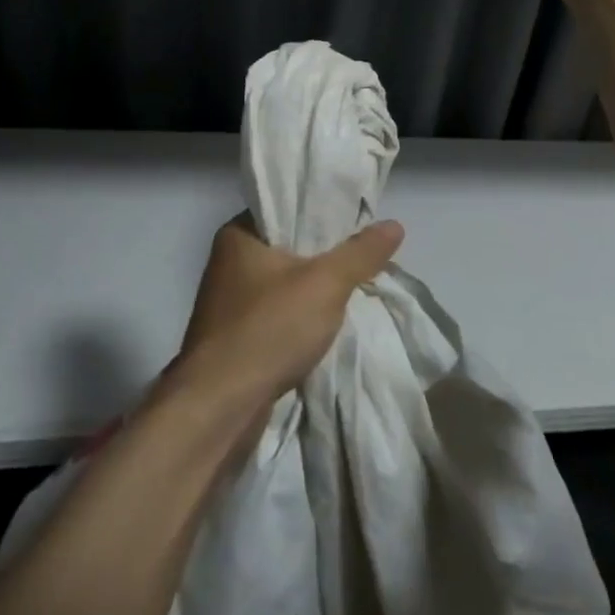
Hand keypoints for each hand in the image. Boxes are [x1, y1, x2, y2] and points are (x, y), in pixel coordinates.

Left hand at [176, 214, 404, 403]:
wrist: (220, 406)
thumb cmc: (269, 328)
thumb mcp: (325, 284)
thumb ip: (360, 253)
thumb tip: (394, 225)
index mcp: (238, 235)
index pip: (286, 208)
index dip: (323, 211)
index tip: (359, 219)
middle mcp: (228, 263)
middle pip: (289, 247)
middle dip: (325, 254)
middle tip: (365, 253)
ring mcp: (229, 303)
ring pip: (284, 284)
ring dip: (314, 290)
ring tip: (354, 286)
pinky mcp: (234, 338)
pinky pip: (277, 315)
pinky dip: (301, 317)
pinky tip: (328, 323)